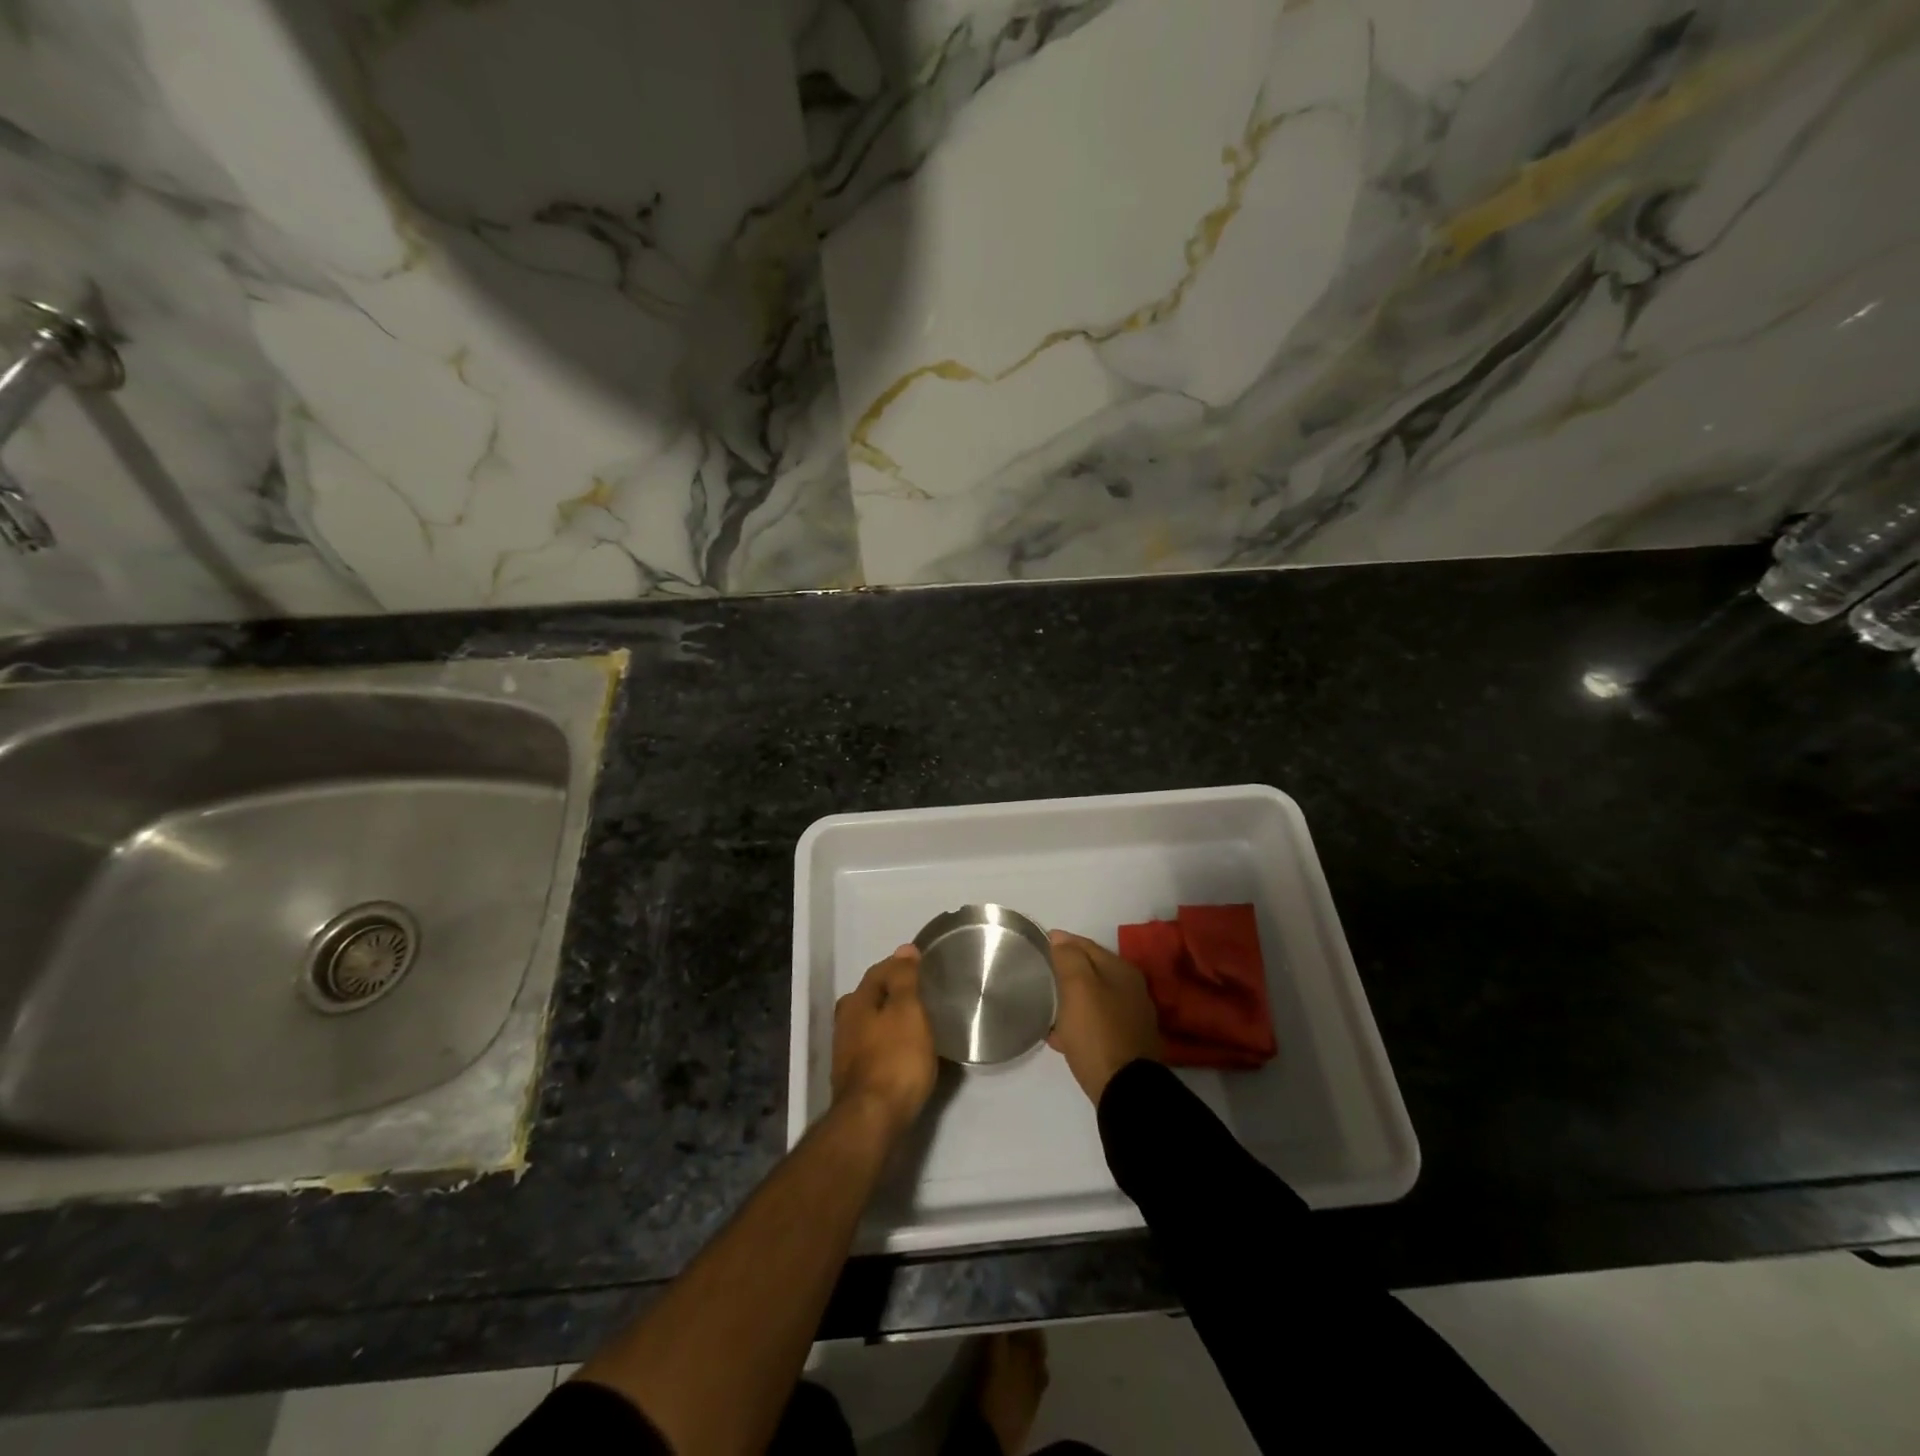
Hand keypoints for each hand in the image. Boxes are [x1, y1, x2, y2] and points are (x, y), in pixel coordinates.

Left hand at [832, 945, 936, 1138]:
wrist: (872, 1121)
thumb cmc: (895, 1059)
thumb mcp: (908, 1011)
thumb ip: (905, 979)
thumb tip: (903, 949)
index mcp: (856, 1001)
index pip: (878, 971)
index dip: (900, 966)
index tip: (923, 967)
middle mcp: (845, 1023)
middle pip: (870, 997)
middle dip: (892, 993)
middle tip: (921, 995)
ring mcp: (845, 1053)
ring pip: (870, 1024)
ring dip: (889, 1020)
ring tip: (916, 1023)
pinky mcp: (854, 1079)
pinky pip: (874, 1049)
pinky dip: (888, 1044)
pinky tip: (904, 1052)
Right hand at [1046, 930, 1163, 1103]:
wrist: (1125, 1091)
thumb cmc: (1098, 1032)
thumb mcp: (1078, 987)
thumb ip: (1069, 958)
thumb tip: (1060, 938)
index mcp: (1122, 971)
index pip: (1088, 945)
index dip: (1063, 942)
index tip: (1041, 944)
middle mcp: (1132, 990)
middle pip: (1092, 972)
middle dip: (1067, 971)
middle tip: (1041, 974)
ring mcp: (1130, 1019)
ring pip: (1093, 999)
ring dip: (1071, 999)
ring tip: (1046, 1005)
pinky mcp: (1125, 1045)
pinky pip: (1095, 1025)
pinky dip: (1077, 1024)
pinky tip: (1059, 1036)